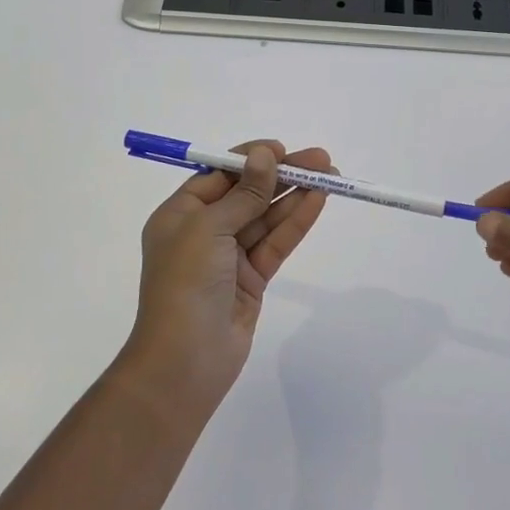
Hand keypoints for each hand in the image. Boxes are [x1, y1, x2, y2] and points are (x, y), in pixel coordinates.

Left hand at [126, 141, 332, 412]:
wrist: (185, 361)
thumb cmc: (185, 284)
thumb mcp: (209, 228)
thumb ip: (244, 193)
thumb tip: (264, 155)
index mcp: (179, 215)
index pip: (219, 176)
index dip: (250, 160)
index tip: (281, 149)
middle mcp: (203, 232)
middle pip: (248, 194)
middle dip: (282, 176)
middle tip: (321, 159)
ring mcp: (229, 257)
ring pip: (266, 218)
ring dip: (295, 196)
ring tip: (330, 175)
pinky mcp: (252, 280)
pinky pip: (276, 243)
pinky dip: (296, 222)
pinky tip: (318, 201)